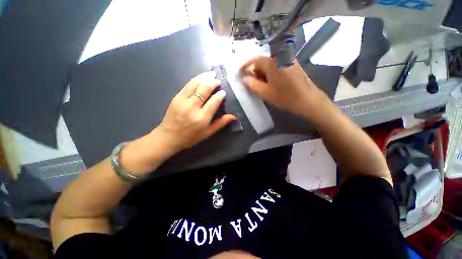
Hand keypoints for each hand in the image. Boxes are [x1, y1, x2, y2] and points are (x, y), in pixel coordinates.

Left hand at [155, 71, 235, 152]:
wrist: (169, 137)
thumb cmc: (191, 137)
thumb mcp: (208, 133)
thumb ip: (220, 123)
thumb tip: (233, 116)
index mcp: (202, 118)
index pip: (214, 101)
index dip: (220, 95)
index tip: (223, 92)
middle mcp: (192, 107)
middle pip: (204, 89)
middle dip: (213, 82)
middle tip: (218, 80)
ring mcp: (182, 101)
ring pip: (195, 84)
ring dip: (204, 77)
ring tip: (211, 74)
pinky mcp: (176, 98)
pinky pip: (187, 85)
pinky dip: (195, 80)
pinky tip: (200, 78)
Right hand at [240, 56, 334, 122]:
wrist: (309, 101)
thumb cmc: (286, 98)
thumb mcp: (266, 93)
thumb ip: (253, 85)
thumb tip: (245, 78)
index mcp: (273, 63)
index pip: (255, 60)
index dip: (246, 65)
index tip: (240, 72)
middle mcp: (281, 57)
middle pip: (263, 61)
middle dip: (255, 71)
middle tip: (253, 83)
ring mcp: (288, 60)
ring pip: (270, 63)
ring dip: (263, 72)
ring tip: (263, 85)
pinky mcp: (293, 64)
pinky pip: (278, 65)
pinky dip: (271, 72)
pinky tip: (272, 83)